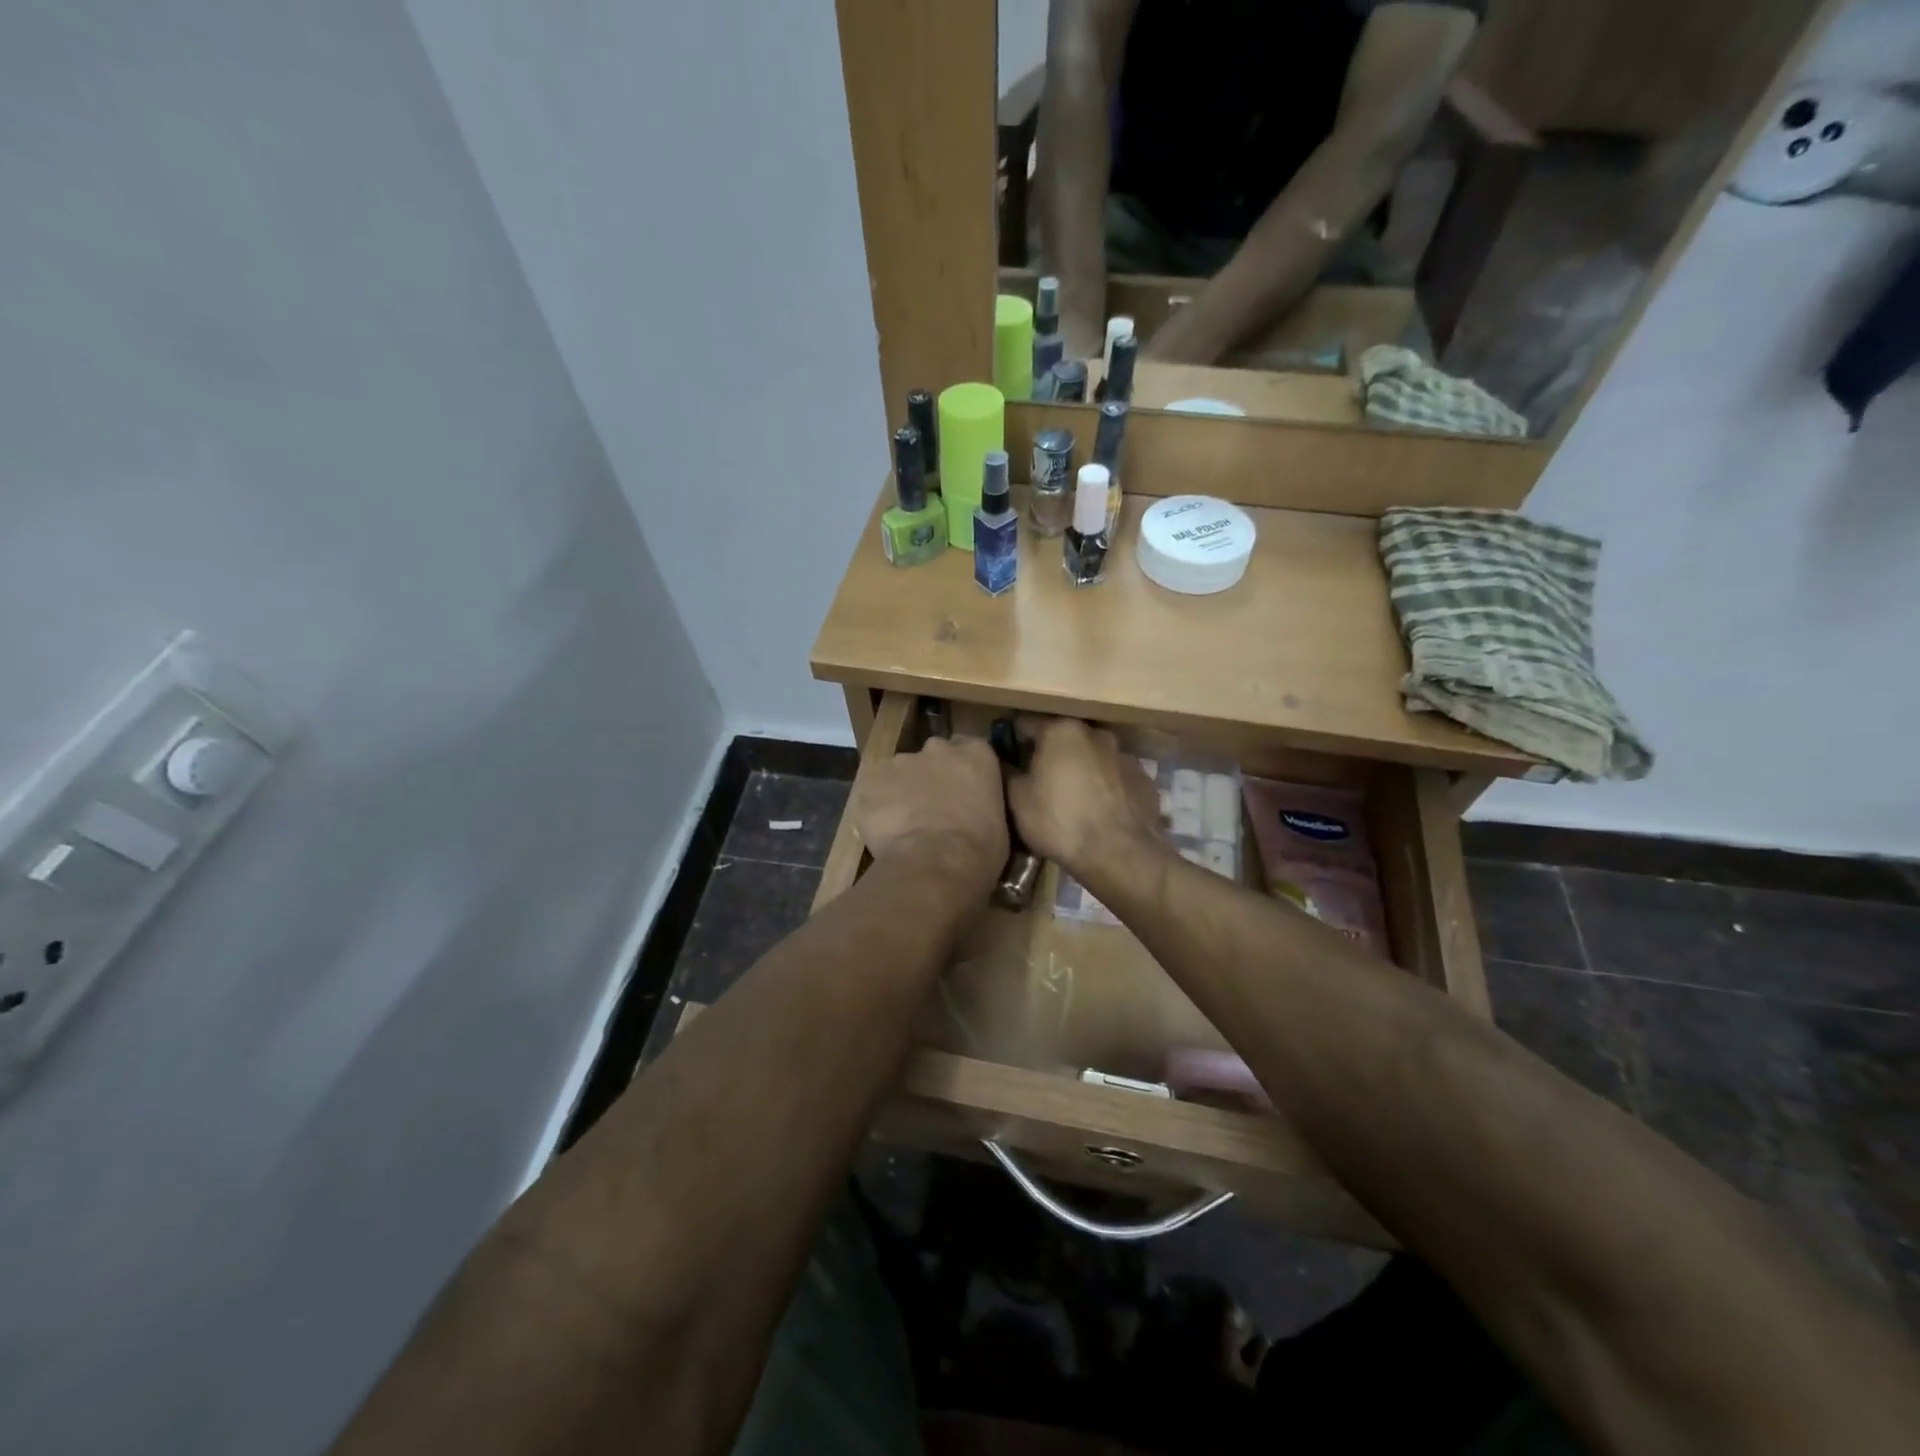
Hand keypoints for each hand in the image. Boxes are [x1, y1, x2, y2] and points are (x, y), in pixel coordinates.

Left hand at [849, 736, 1007, 891]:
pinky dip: (876, 807)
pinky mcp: (869, 782)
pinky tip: (883, 831)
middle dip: (930, 776)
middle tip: (932, 807)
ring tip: (904, 824)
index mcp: (975, 754)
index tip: (961, 790)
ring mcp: (899, 762)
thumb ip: (982, 803)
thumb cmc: (979, 849)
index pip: (969, 748)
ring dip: (901, 790)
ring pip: (899, 772)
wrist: (934, 864)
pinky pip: (872, 792)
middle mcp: (936, 748)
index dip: (962, 770)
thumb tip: (973, 810)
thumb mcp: (998, 823)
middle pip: (932, 755)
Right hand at [1005, 716, 1164, 879]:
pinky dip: (1105, 788)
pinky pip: (1115, 778)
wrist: (1119, 854)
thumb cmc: (1060, 821)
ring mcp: (1124, 755)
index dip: (1012, 741)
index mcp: (1061, 730)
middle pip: (1063, 738)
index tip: (1007, 759)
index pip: (1025, 723)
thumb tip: (1005, 762)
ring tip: (1072, 800)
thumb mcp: (1017, 800)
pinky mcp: (1144, 779)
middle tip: (1039, 782)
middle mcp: (1095, 733)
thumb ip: (1008, 772)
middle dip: (1050, 755)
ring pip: (1092, 757)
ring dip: (1080, 770)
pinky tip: (1099, 812)